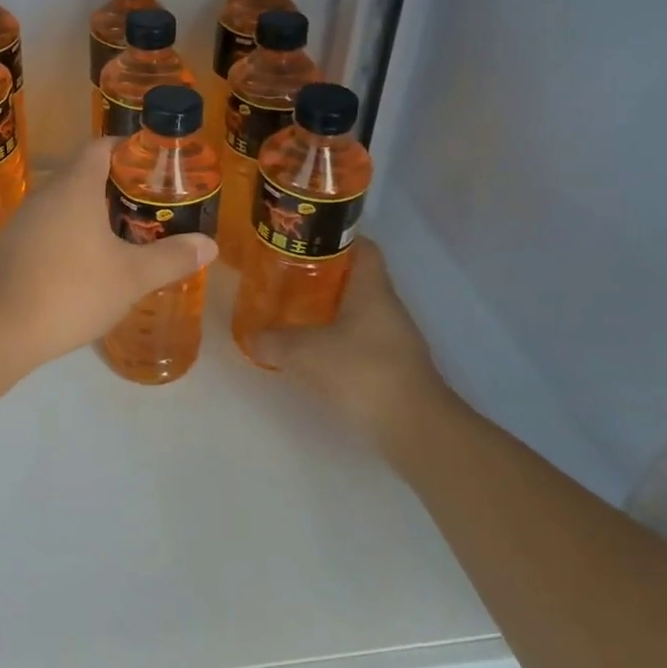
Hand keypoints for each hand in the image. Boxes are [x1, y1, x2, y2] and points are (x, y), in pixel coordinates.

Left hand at [0, 140, 217, 365]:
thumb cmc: (70, 290)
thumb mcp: (131, 277)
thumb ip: (171, 258)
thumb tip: (209, 244)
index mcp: (75, 187)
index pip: (101, 147)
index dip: (129, 150)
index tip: (155, 167)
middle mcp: (46, 195)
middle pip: (85, 176)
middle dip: (118, 188)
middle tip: (151, 209)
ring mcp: (24, 222)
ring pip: (66, 206)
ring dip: (94, 216)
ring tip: (126, 239)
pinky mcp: (11, 249)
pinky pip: (49, 230)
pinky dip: (72, 238)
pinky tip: (87, 268)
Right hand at [250, 239, 451, 458]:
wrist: (415, 427)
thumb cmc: (363, 372)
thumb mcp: (307, 353)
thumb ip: (275, 342)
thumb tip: (251, 337)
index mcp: (372, 289)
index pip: (362, 247)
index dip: (336, 239)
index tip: (305, 241)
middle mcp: (387, 307)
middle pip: (356, 279)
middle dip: (322, 276)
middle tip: (287, 278)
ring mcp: (394, 338)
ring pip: (357, 311)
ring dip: (329, 311)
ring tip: (293, 313)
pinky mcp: (393, 367)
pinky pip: (361, 341)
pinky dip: (338, 340)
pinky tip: (314, 352)